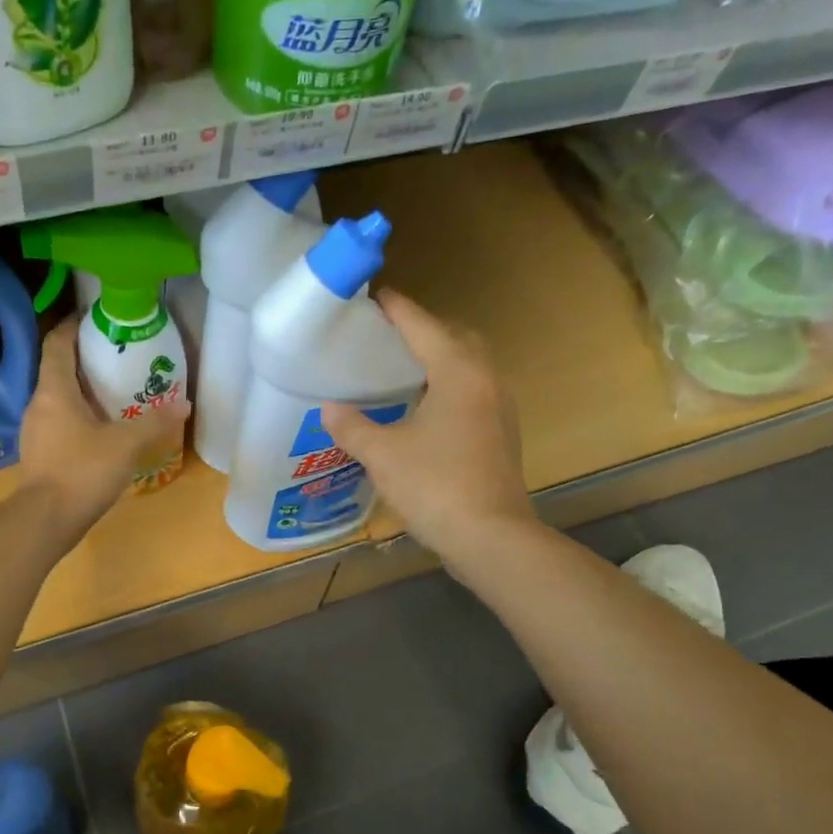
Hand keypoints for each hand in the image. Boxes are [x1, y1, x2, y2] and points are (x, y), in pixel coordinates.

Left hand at [18, 315, 189, 539]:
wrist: (44, 521)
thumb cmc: (81, 471)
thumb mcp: (125, 445)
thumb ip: (154, 423)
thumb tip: (184, 405)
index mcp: (54, 390)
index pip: (58, 343)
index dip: (74, 325)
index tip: (97, 318)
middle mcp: (38, 403)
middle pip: (59, 369)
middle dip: (86, 359)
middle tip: (119, 356)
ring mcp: (35, 430)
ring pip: (59, 397)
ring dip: (83, 389)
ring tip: (116, 390)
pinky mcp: (40, 453)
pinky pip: (60, 421)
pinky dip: (79, 415)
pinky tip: (102, 428)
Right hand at [322, 290, 532, 563]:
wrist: (491, 538)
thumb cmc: (435, 486)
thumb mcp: (383, 455)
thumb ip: (353, 426)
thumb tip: (330, 408)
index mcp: (458, 373)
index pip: (424, 327)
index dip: (398, 309)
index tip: (377, 296)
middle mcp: (486, 380)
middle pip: (457, 338)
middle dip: (426, 329)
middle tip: (390, 336)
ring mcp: (500, 408)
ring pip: (471, 365)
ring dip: (442, 358)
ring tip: (405, 368)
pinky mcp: (502, 434)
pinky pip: (474, 392)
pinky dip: (450, 385)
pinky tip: (426, 408)